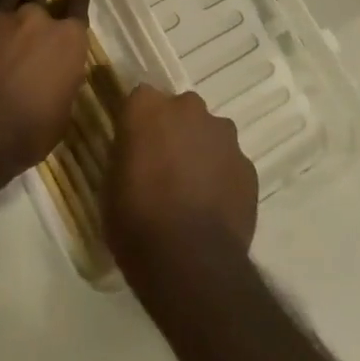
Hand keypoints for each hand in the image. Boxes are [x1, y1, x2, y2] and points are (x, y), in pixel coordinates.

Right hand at [105, 84, 257, 293]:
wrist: (190, 263)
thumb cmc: (136, 221)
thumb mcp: (111, 184)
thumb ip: (127, 154)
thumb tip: (136, 154)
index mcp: (147, 107)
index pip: (140, 98)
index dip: (138, 122)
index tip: (135, 144)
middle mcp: (188, 108)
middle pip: (180, 110)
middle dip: (174, 130)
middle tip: (164, 166)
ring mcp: (223, 135)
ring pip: (209, 134)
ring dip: (201, 151)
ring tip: (192, 189)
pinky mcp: (248, 165)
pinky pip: (230, 163)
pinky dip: (223, 177)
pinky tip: (214, 207)